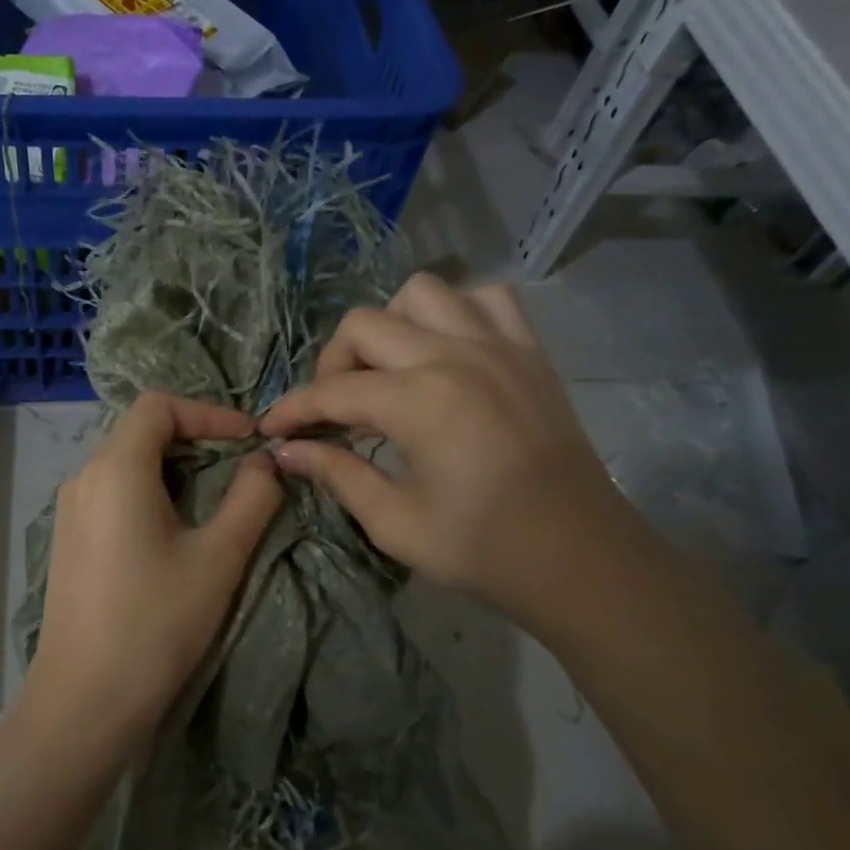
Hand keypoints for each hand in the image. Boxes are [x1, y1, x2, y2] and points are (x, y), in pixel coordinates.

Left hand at [30, 393, 283, 753]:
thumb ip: (251, 497)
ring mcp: (70, 509)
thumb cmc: (157, 622)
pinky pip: (112, 492)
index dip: (208, 411)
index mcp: (116, 468)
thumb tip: (265, 461)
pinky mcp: (68, 539)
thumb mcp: (219, 557)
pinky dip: (149, 490)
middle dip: (194, 437)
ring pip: (126, 462)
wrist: (86, 699)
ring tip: (214, 497)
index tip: (248, 439)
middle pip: (140, 430)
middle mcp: (84, 477)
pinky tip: (174, 529)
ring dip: (173, 466)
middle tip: (239, 465)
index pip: (158, 405)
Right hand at [261, 273, 656, 648]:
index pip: (332, 391)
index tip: (272, 430)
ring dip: (392, 325)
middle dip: (333, 364)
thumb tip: (284, 451)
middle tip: (335, 410)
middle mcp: (454, 355)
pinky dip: (456, 313)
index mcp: (419, 401)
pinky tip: (448, 352)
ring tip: (390, 371)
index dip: (293, 410)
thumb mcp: (393, 521)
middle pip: (365, 324)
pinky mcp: (530, 351)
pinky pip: (487, 298)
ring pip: (423, 293)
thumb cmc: (481, 548)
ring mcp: (498, 345)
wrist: (577, 556)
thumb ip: (335, 475)